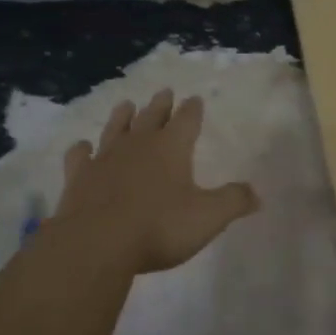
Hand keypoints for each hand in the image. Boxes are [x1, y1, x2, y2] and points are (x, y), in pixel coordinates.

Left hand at [52, 89, 259, 273]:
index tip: (195, 99)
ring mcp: (105, 158)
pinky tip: (82, 146)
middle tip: (164, 91)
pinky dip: (82, 149)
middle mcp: (138, 145)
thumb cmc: (159, 227)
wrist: (97, 243)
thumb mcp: (208, 217)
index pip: (186, 120)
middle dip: (160, 104)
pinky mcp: (78, 177)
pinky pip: (80, 156)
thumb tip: (256, 194)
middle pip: (151, 116)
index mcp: (171, 148)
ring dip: (122, 116)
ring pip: (115, 128)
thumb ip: (233, 202)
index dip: (192, 110)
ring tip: (126, 104)